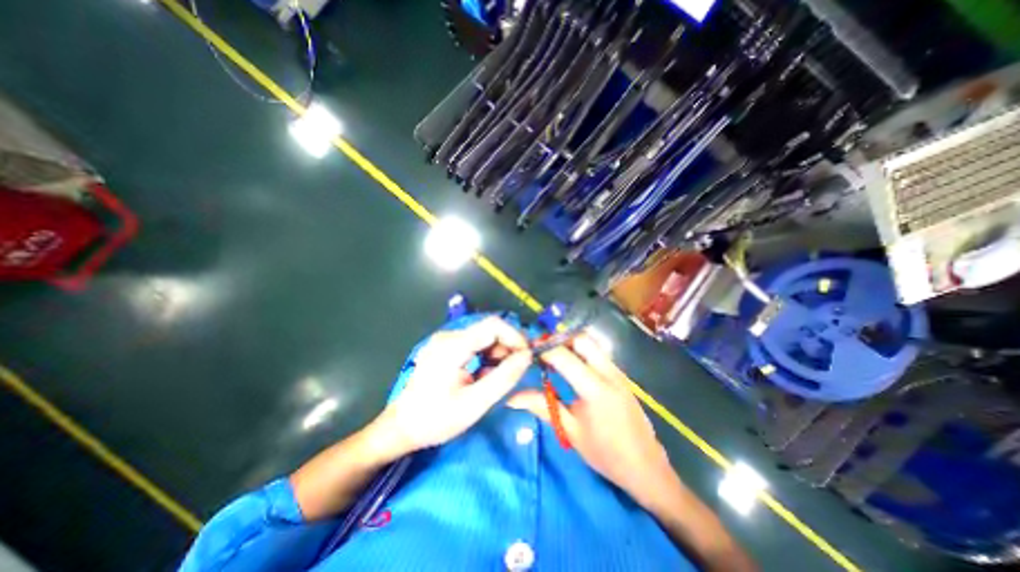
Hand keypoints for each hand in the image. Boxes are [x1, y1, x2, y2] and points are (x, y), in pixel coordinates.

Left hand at [374, 319, 534, 457]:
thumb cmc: (437, 419)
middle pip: (490, 330)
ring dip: (499, 353)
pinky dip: (488, 357)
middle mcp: (449, 336)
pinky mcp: (447, 347)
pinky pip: (476, 344)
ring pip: (484, 337)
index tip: (528, 356)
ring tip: (501, 377)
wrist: (402, 427)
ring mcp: (447, 340)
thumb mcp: (475, 403)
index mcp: (453, 346)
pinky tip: (486, 375)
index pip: (494, 325)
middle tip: (518, 370)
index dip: (516, 336)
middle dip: (509, 347)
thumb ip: (504, 377)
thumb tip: (528, 356)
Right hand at [506, 335, 674, 504]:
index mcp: (595, 389)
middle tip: (542, 349)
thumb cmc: (606, 454)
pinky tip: (572, 366)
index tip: (528, 348)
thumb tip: (512, 398)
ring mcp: (618, 373)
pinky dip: (582, 352)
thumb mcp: (570, 431)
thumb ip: (542, 407)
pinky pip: (599, 354)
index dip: (544, 349)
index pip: (564, 357)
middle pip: (582, 339)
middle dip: (559, 339)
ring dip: (571, 343)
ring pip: (592, 344)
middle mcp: (609, 373)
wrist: (647, 468)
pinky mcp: (621, 376)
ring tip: (553, 355)